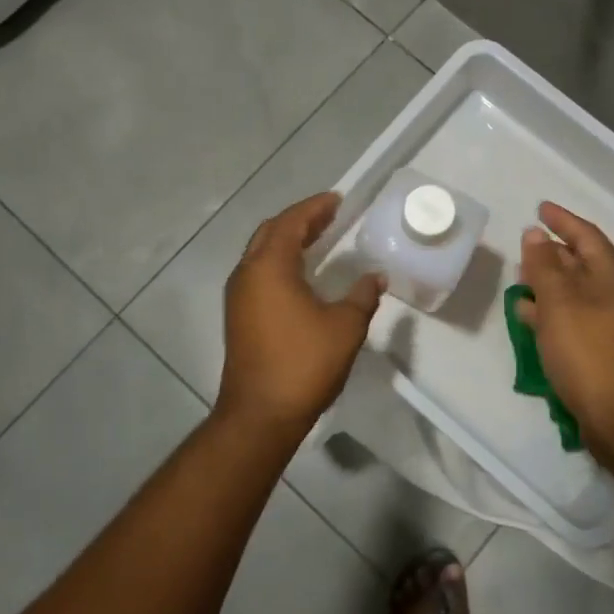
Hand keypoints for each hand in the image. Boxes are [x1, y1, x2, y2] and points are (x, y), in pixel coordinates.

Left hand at [215, 192, 384, 440]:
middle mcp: (247, 274)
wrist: (260, 413)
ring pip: (261, 253)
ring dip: (287, 241)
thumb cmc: (304, 364)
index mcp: (269, 267)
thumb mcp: (345, 327)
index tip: (337, 200)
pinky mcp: (238, 316)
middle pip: (270, 232)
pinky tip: (302, 274)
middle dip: (299, 220)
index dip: (314, 207)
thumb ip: (362, 296)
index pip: (291, 222)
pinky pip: (259, 274)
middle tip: (329, 217)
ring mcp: (238, 296)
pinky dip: (280, 262)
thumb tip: (374, 276)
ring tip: (318, 239)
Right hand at [516, 202, 613, 470]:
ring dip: (548, 283)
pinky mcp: (601, 351)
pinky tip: (529, 317)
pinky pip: (572, 318)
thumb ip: (544, 265)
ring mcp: (611, 325)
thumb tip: (535, 235)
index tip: (540, 209)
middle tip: (525, 245)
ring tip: (520, 279)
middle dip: (553, 252)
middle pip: (582, 263)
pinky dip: (550, 312)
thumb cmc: (587, 349)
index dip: (562, 220)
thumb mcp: (559, 301)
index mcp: (613, 276)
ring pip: (575, 293)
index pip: (587, 236)